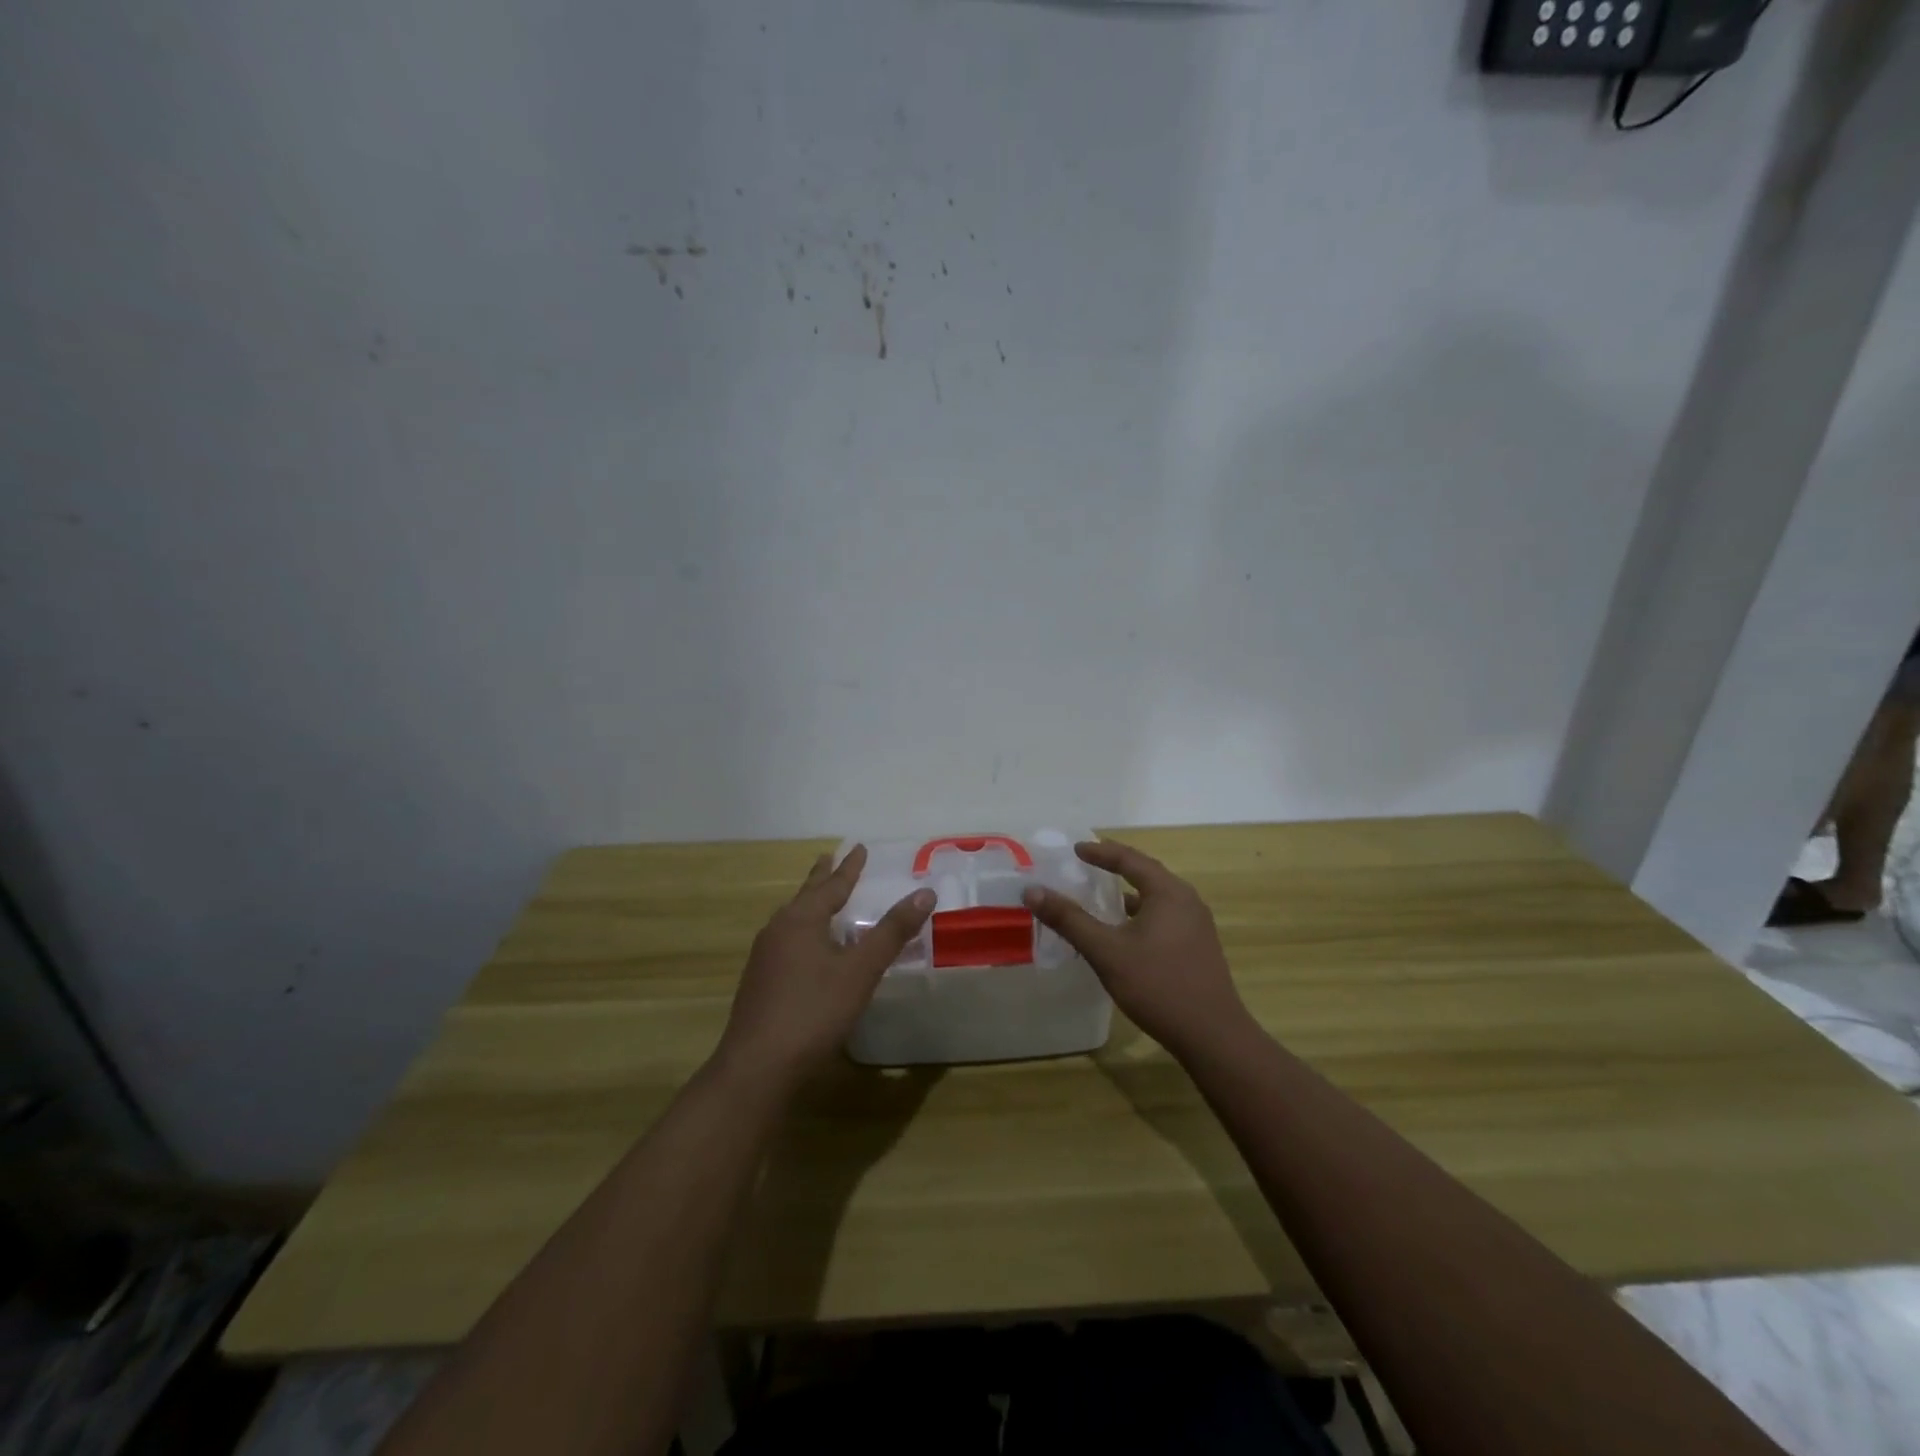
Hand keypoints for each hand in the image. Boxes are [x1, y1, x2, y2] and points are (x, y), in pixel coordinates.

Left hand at [716, 845, 934, 1087]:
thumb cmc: (814, 1011)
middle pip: (805, 896)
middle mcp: (779, 930)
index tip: (858, 847)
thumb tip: (924, 893)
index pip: (831, 885)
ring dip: (811, 905)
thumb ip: (892, 932)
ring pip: (793, 920)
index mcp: (801, 920)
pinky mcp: (761, 983)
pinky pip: (788, 942)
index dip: (849, 868)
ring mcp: (765, 958)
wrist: (758, 1067)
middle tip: (830, 858)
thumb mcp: (861, 970)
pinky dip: (805, 932)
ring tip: (821, 900)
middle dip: (822, 878)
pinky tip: (809, 950)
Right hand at [1023, 839, 1252, 1061]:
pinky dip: (1140, 914)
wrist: (1213, 1036)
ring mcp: (1197, 925)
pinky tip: (1124, 933)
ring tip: (1102, 897)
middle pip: (1147, 873)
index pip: (1130, 859)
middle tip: (1088, 864)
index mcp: (1168, 892)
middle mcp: (1187, 900)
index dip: (1100, 852)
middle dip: (1116, 868)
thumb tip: (1032, 890)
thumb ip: (1069, 920)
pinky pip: (1164, 917)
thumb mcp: (1106, 951)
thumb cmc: (1158, 986)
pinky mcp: (1199, 947)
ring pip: (1157, 898)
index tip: (1076, 849)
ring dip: (1129, 893)